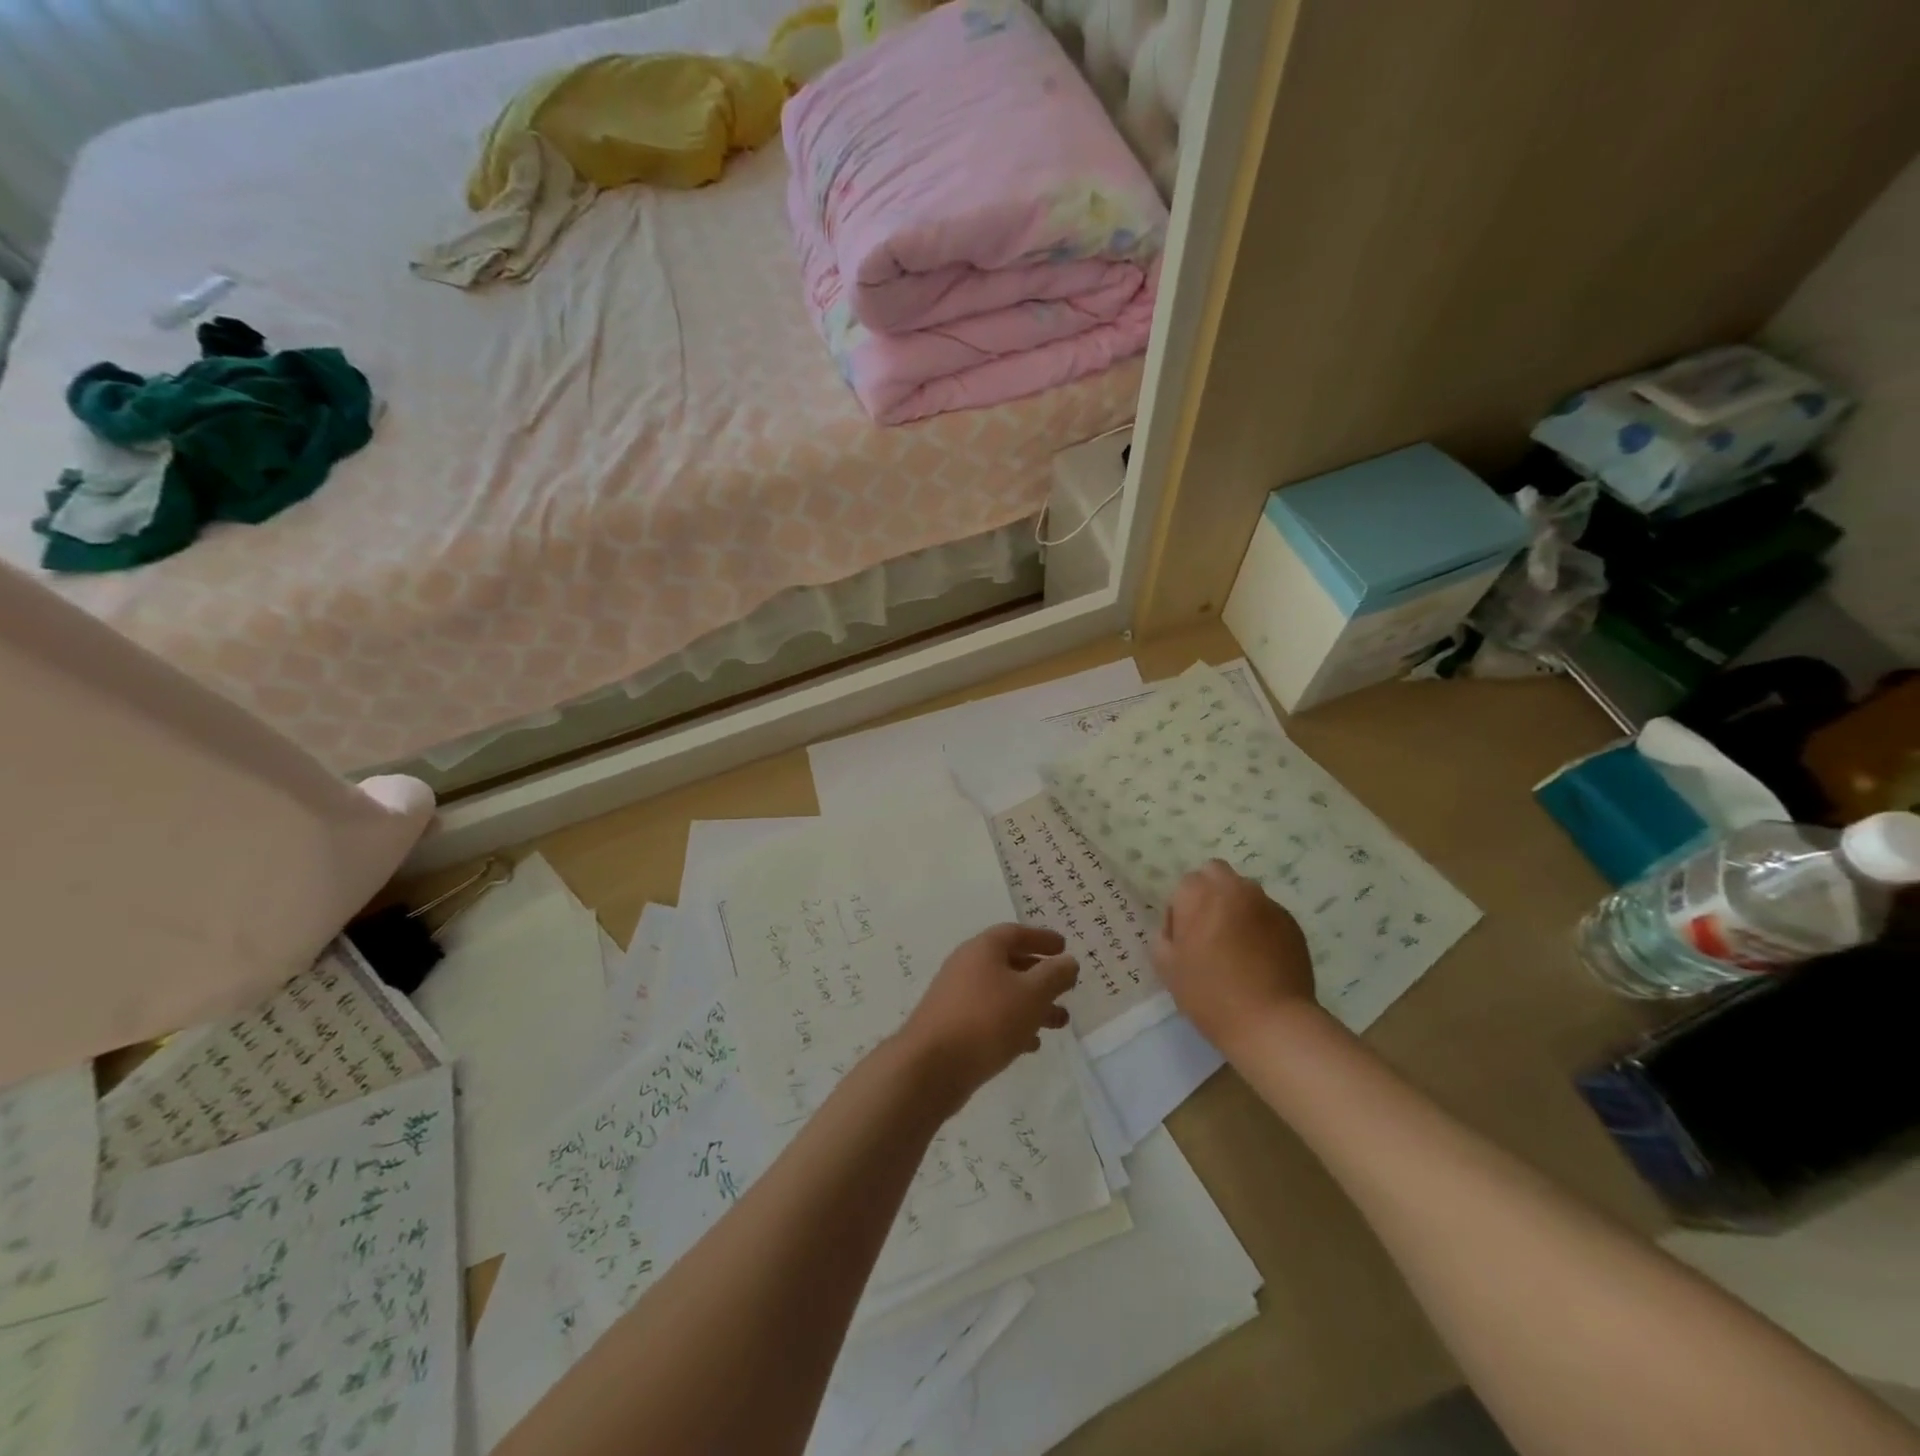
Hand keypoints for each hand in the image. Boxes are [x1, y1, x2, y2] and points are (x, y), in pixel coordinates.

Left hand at [897, 924, 1078, 1110]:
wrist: (931, 1066)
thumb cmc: (987, 1020)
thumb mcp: (1031, 994)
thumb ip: (1054, 975)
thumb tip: (1068, 961)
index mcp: (983, 949)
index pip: (1015, 933)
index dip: (1041, 938)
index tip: (1064, 947)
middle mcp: (967, 966)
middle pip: (1009, 963)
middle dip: (1040, 977)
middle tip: (1066, 988)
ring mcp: (957, 997)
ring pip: (1002, 994)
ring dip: (1031, 1005)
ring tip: (1059, 1023)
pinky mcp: (952, 1026)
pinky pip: (989, 1017)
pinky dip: (1012, 1024)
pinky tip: (1030, 1044)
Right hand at [1152, 859, 1318, 1054]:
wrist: (1271, 1022)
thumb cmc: (1209, 993)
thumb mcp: (1167, 967)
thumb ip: (1164, 935)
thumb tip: (1178, 927)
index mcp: (1199, 894)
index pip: (1184, 885)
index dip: (1181, 910)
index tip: (1185, 939)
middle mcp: (1234, 888)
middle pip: (1216, 873)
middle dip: (1209, 893)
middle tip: (1209, 931)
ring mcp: (1267, 904)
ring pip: (1244, 892)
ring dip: (1236, 907)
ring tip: (1238, 946)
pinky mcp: (1291, 923)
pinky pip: (1267, 914)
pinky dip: (1260, 926)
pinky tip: (1260, 958)